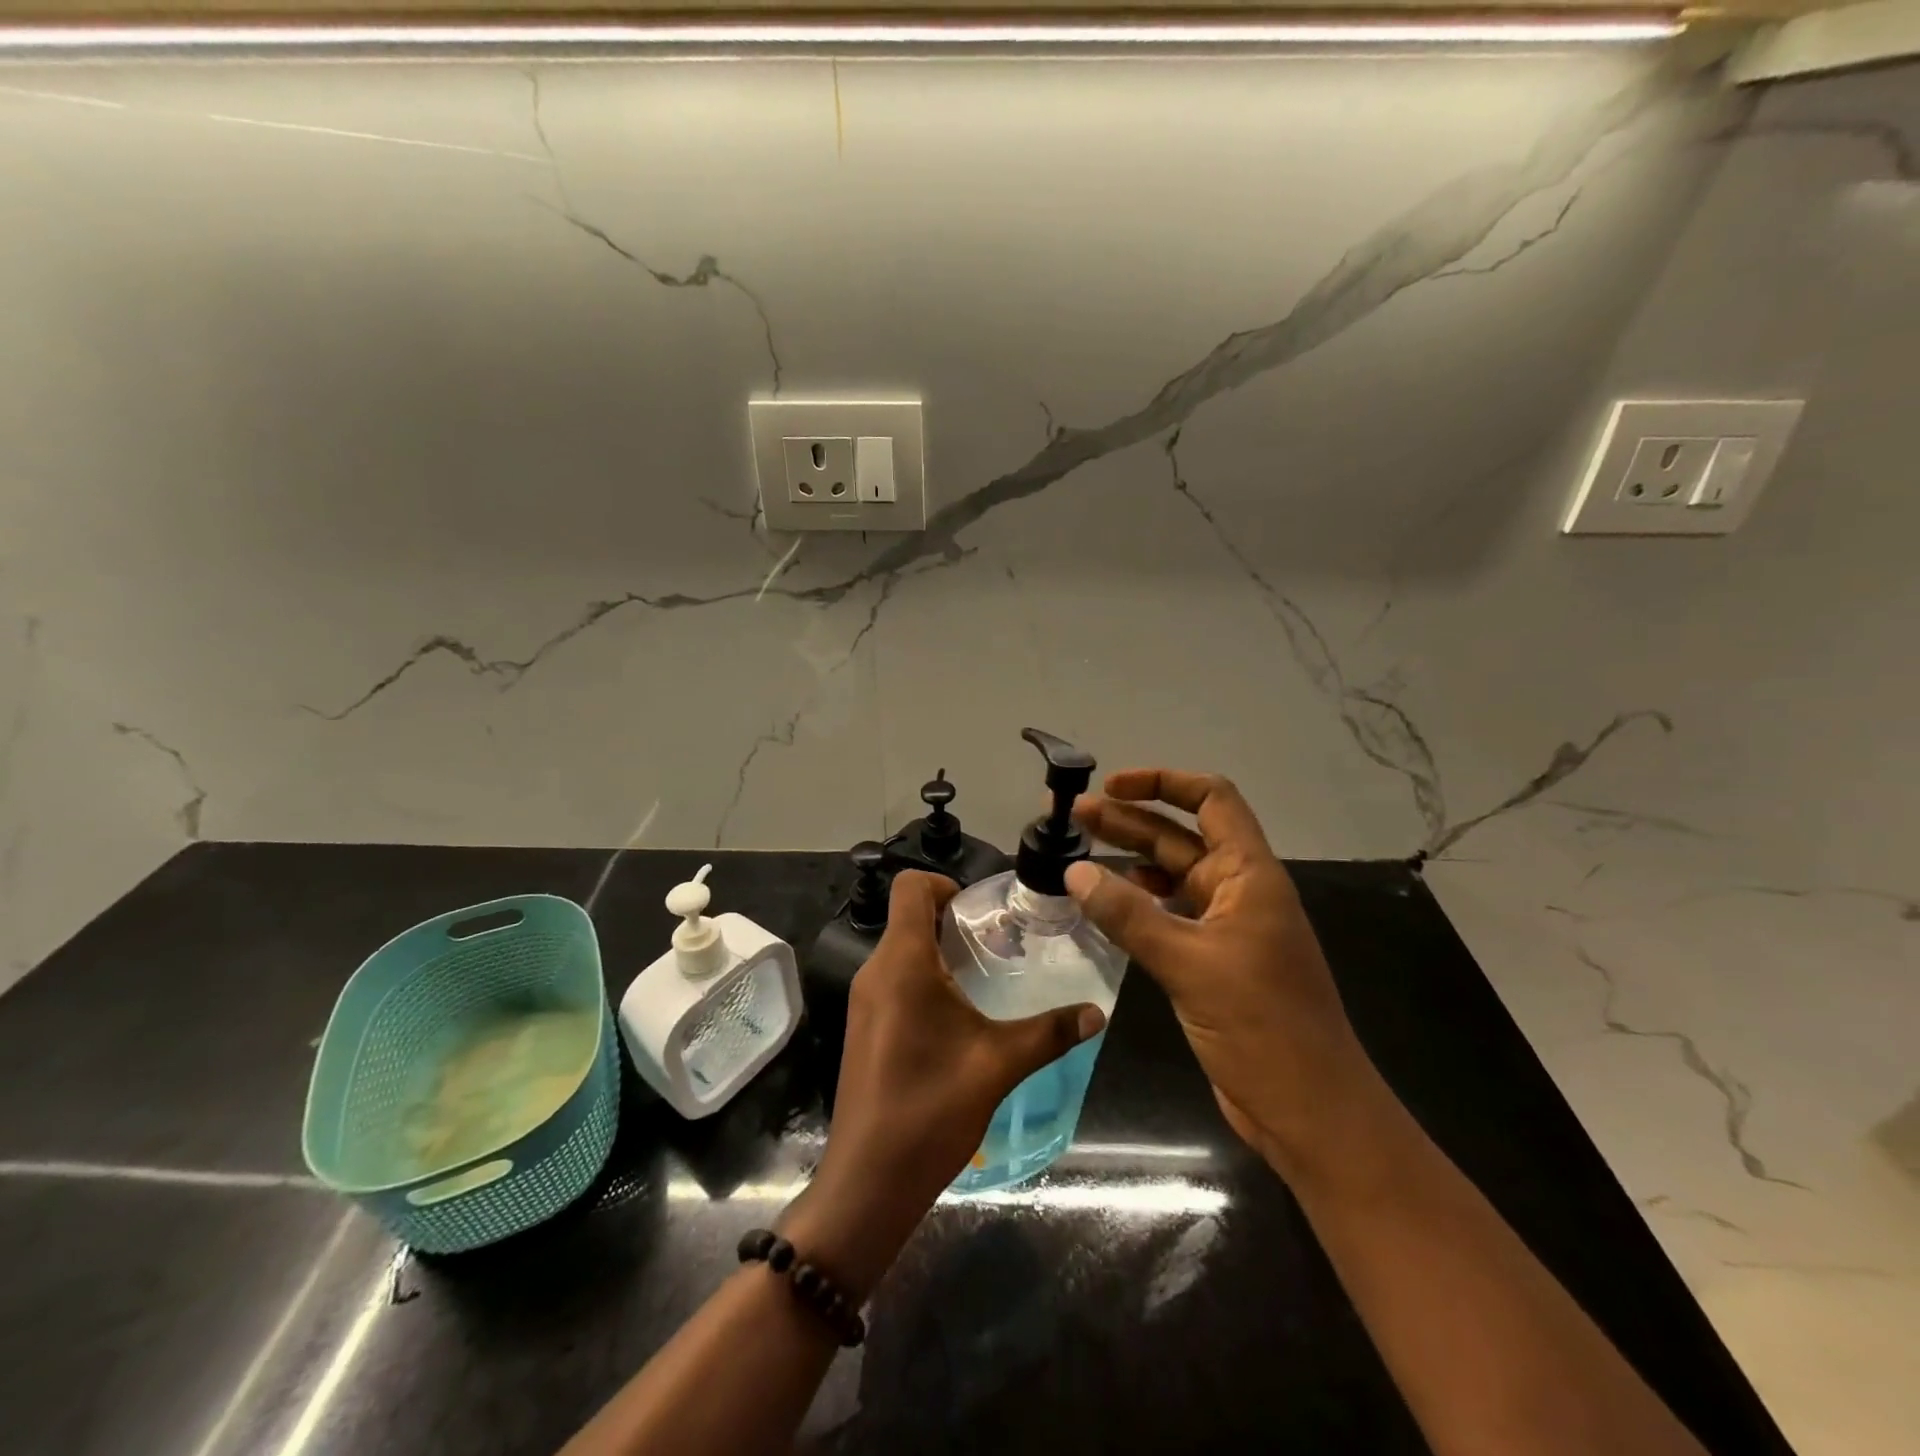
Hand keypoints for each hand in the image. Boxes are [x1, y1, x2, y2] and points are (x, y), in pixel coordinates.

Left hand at [784, 870, 1105, 1296]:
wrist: (868, 1181)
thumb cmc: (930, 1110)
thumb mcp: (998, 1065)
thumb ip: (1049, 1033)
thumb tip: (1096, 1012)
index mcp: (902, 963)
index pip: (910, 886)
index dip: (945, 883)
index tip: (982, 911)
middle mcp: (876, 971)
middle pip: (909, 916)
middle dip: (953, 920)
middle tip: (1000, 944)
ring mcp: (865, 1000)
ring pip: (902, 949)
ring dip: (941, 951)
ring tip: (987, 978)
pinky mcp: (864, 1026)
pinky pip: (895, 979)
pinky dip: (926, 978)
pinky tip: (960, 1017)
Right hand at [1065, 769, 1385, 1180]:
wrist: (1309, 1112)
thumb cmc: (1262, 1027)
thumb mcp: (1190, 964)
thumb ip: (1129, 916)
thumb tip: (1074, 871)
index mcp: (1249, 875)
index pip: (1212, 800)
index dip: (1163, 782)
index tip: (1112, 786)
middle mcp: (1237, 891)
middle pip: (1179, 837)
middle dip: (1127, 821)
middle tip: (1071, 816)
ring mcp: (1223, 928)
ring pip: (1168, 878)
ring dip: (1125, 862)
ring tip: (1074, 854)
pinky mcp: (1208, 962)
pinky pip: (1164, 917)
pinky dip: (1133, 905)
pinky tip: (1100, 905)